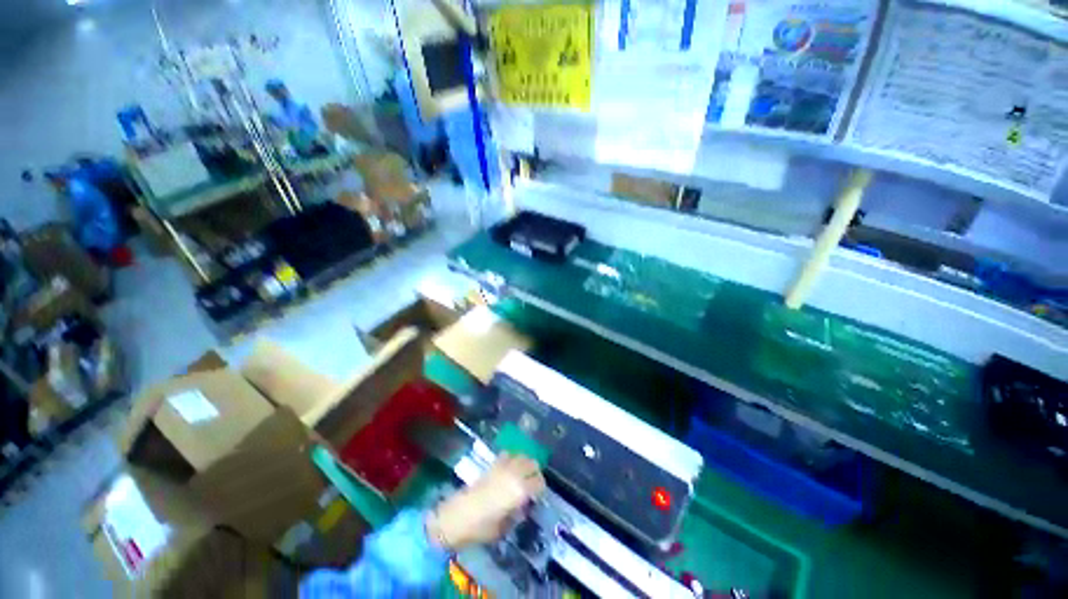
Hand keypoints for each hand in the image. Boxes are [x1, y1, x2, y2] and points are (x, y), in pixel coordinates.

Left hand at [427, 454, 545, 550]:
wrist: (457, 516)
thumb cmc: (481, 528)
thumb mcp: (504, 527)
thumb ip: (516, 514)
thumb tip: (521, 506)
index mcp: (520, 491)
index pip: (539, 482)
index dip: (540, 489)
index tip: (537, 496)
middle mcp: (514, 474)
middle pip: (533, 464)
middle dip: (535, 473)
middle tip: (531, 484)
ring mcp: (503, 467)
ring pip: (522, 456)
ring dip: (525, 463)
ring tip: (522, 474)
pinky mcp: (492, 464)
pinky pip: (508, 455)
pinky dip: (512, 458)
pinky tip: (509, 468)